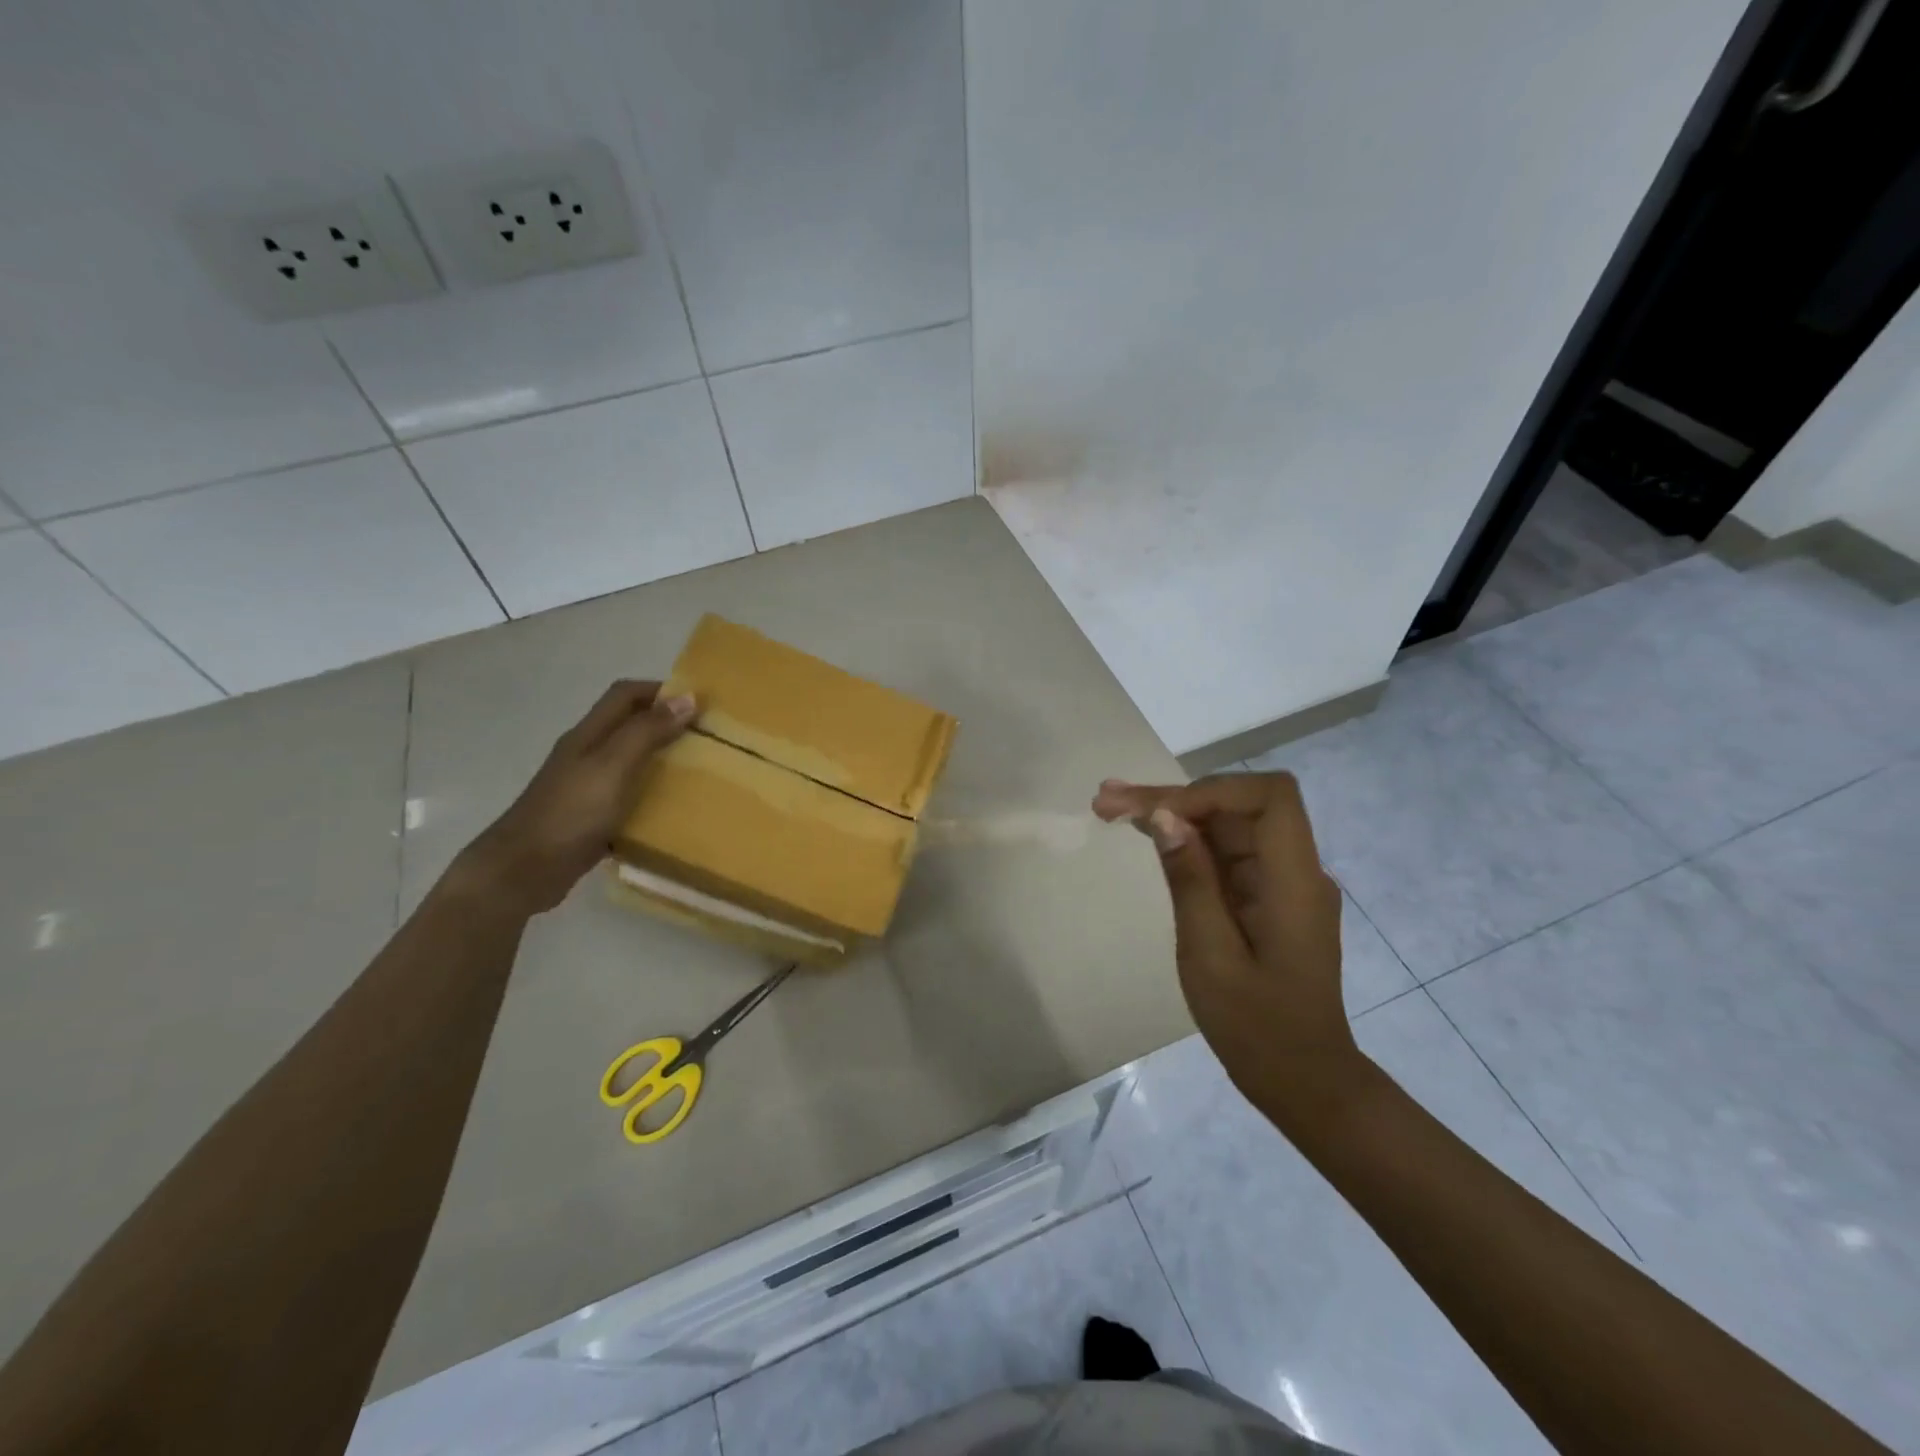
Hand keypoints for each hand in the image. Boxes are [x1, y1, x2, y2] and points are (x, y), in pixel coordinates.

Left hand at [450, 680, 695, 915]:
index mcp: (588, 735)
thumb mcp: (613, 766)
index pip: (625, 695)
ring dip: (662, 759)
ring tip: (699, 771)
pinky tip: (672, 811)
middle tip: (707, 738)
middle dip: (666, 723)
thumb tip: (688, 698)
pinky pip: (627, 796)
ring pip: (630, 760)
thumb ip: (647, 731)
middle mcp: (586, 754)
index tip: (699, 703)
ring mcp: (585, 787)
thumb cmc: (570, 813)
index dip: (660, 690)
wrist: (522, 872)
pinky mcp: (590, 817)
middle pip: (628, 725)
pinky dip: (651, 795)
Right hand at [1092, 772, 1362, 1123]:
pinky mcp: (1265, 896)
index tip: (1159, 813)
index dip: (1211, 791)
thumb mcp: (1210, 955)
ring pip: (1227, 825)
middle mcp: (1295, 870)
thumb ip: (1190, 880)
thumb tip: (1165, 816)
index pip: (1269, 797)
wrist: (1302, 1079)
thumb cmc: (1255, 1027)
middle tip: (1108, 800)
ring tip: (1111, 808)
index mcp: (1293, 881)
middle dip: (1175, 798)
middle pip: (1239, 806)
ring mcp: (1281, 882)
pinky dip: (1186, 842)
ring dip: (1173, 814)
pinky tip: (1146, 835)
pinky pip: (1226, 854)